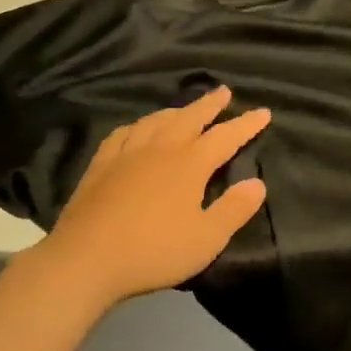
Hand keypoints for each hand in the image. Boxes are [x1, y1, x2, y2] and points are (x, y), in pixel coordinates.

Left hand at [39, 87, 269, 308]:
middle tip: (223, 91)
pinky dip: (138, 125)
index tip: (263, 112)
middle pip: (190, 118)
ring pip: (156, 121)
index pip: (225, 137)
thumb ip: (234, 209)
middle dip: (210, 104)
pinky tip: (137, 129)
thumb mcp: (206, 239)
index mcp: (189, 164)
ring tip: (185, 107)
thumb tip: (258, 183)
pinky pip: (123, 133)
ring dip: (176, 110)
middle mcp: (160, 149)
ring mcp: (127, 154)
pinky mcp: (101, 165)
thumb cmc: (154, 251)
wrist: (86, 259)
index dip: (246, 124)